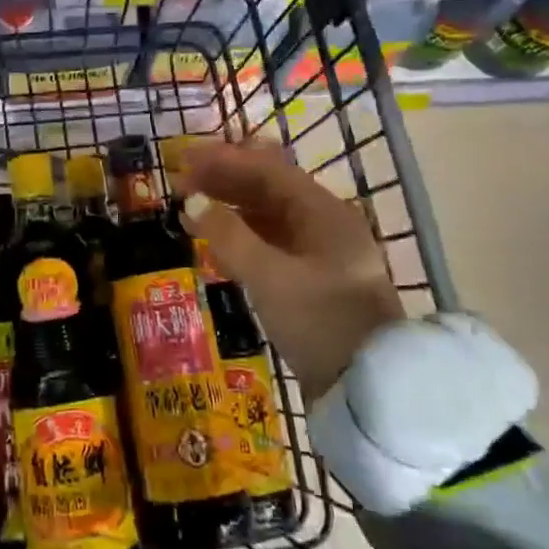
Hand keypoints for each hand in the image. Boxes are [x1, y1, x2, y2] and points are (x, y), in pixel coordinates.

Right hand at [179, 139, 402, 397]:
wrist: (367, 388)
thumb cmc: (319, 321)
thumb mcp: (269, 277)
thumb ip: (228, 235)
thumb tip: (193, 201)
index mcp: (323, 212)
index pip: (267, 170)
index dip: (223, 161)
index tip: (184, 160)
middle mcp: (325, 223)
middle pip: (268, 189)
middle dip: (224, 182)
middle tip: (181, 184)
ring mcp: (322, 252)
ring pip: (269, 216)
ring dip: (230, 209)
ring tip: (190, 212)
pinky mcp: (315, 279)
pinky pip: (273, 243)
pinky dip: (243, 237)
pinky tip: (217, 244)